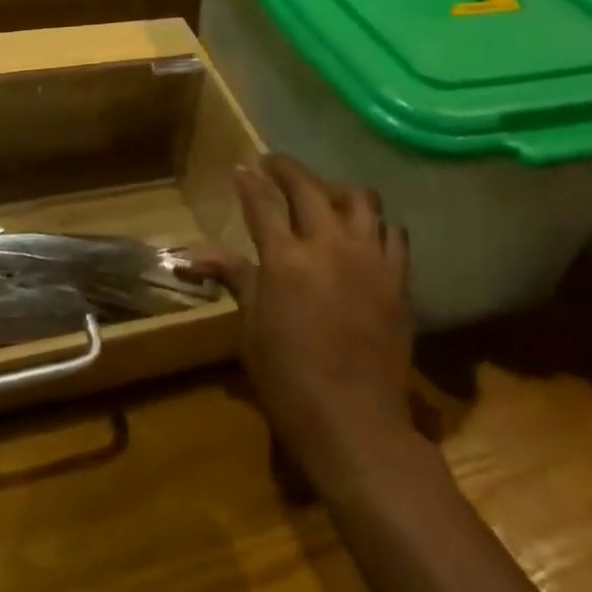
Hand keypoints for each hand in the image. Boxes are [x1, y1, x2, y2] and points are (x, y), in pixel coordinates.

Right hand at [192, 155, 414, 485]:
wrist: (356, 425)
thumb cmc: (289, 381)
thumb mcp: (252, 328)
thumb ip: (235, 278)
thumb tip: (193, 254)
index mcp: (286, 259)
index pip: (263, 202)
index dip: (250, 180)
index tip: (242, 166)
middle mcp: (329, 245)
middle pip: (309, 186)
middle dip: (287, 169)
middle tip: (274, 166)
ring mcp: (369, 258)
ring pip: (360, 198)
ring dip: (336, 190)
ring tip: (324, 197)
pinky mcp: (398, 278)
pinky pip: (393, 232)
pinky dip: (376, 225)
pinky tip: (363, 235)